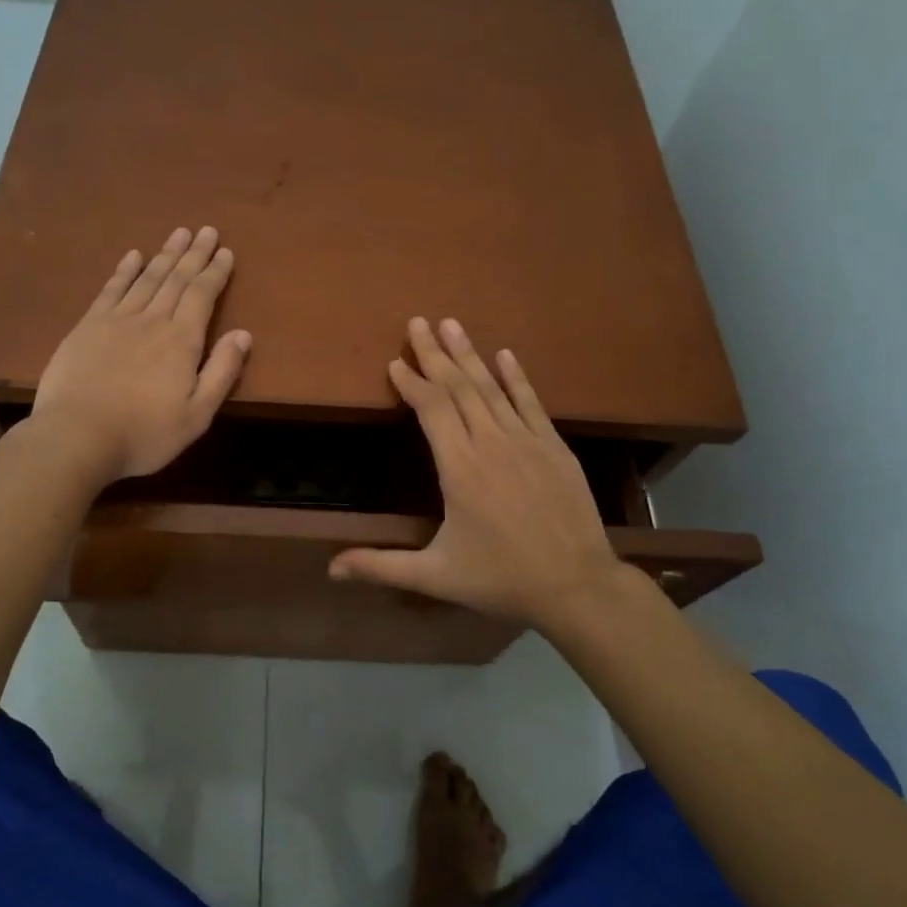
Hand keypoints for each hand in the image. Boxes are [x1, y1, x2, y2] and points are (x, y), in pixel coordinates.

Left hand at [30, 226, 250, 482]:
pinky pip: (111, 290)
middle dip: (194, 254)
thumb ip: (222, 372)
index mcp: (182, 340)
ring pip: (147, 278)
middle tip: (205, 230)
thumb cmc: (145, 434)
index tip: (225, 251)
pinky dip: (124, 271)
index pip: (202, 295)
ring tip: (178, 234)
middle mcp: (152, 320)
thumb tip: (243, 334)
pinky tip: (133, 256)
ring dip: (165, 255)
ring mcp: (116, 320)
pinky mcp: (87, 327)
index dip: (215, 272)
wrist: (77, 436)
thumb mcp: (197, 414)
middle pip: (176, 279)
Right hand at [329, 318, 630, 630]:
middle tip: (418, 322)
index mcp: (460, 469)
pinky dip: (516, 377)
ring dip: (469, 355)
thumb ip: (381, 566)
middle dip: (435, 354)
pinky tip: (505, 354)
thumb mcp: (435, 576)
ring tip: (451, 324)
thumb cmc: (501, 579)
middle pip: (459, 388)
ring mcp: (527, 441)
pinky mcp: (554, 447)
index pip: (432, 410)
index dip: (412, 383)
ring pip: (492, 388)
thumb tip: (330, 569)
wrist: (577, 585)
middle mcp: (492, 444)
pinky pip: (531, 402)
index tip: (396, 361)